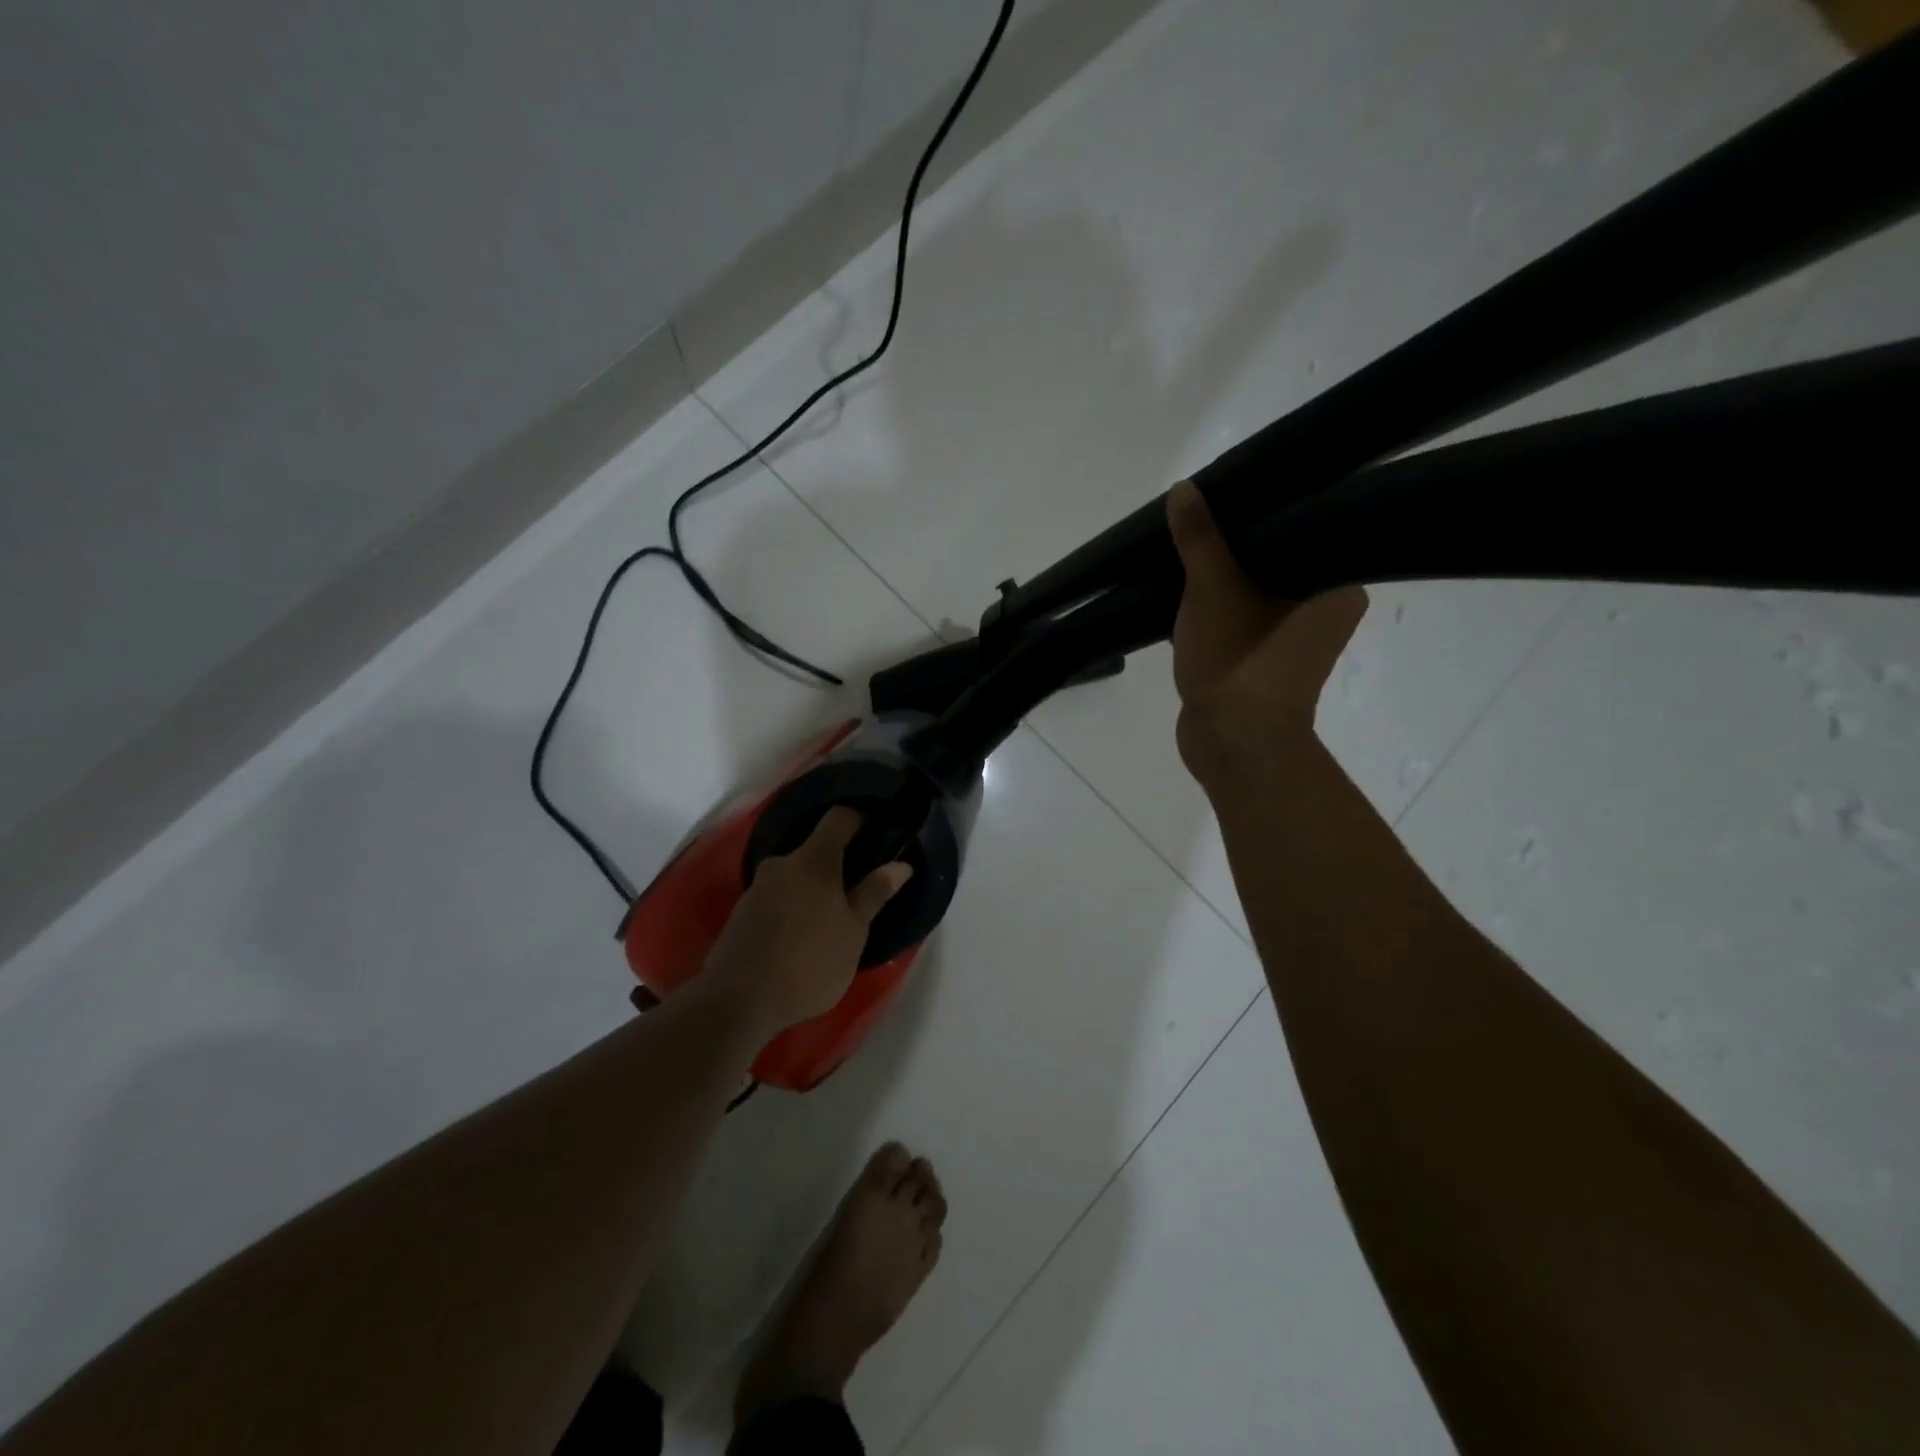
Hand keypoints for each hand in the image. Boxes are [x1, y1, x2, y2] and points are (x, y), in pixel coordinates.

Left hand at [701, 807, 913, 1036]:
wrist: (737, 1001)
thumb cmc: (809, 962)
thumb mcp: (853, 932)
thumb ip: (875, 893)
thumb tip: (901, 864)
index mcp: (813, 860)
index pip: (839, 818)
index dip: (861, 819)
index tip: (878, 832)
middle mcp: (782, 863)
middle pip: (816, 848)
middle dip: (838, 862)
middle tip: (859, 887)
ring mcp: (758, 887)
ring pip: (795, 874)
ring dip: (815, 887)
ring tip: (832, 916)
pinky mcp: (742, 911)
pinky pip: (778, 895)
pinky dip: (794, 904)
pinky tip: (803, 932)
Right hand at [1167, 480, 1367, 790]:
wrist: (1231, 743)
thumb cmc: (1237, 660)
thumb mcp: (1212, 589)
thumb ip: (1199, 538)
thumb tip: (1185, 489)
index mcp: (1337, 587)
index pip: (1307, 530)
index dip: (1267, 508)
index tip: (1232, 493)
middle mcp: (1325, 610)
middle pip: (1275, 559)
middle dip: (1235, 544)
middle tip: (1202, 516)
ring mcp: (1291, 641)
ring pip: (1253, 592)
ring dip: (1220, 579)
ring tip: (1186, 547)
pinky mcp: (1261, 662)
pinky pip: (1238, 621)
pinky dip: (1214, 610)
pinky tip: (1182, 593)